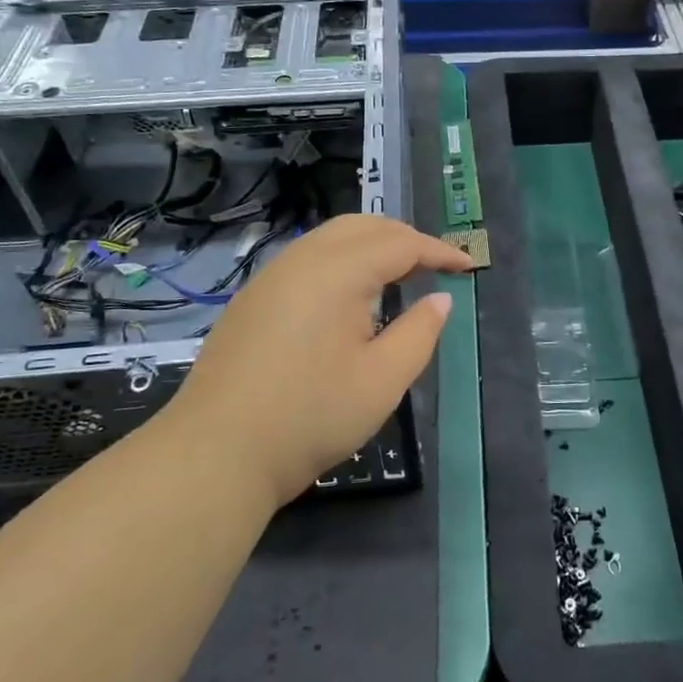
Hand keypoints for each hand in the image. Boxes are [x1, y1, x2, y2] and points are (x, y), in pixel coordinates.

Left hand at [167, 215, 471, 511]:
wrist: (213, 454)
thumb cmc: (310, 417)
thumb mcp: (383, 380)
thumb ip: (420, 332)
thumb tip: (440, 299)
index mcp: (337, 271)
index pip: (400, 243)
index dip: (439, 252)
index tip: (468, 268)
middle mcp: (301, 259)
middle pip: (364, 226)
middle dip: (405, 238)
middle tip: (436, 267)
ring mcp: (270, 277)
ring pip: (332, 238)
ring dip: (372, 246)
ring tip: (400, 275)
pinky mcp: (252, 299)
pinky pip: (308, 259)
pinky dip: (343, 261)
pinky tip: (350, 297)